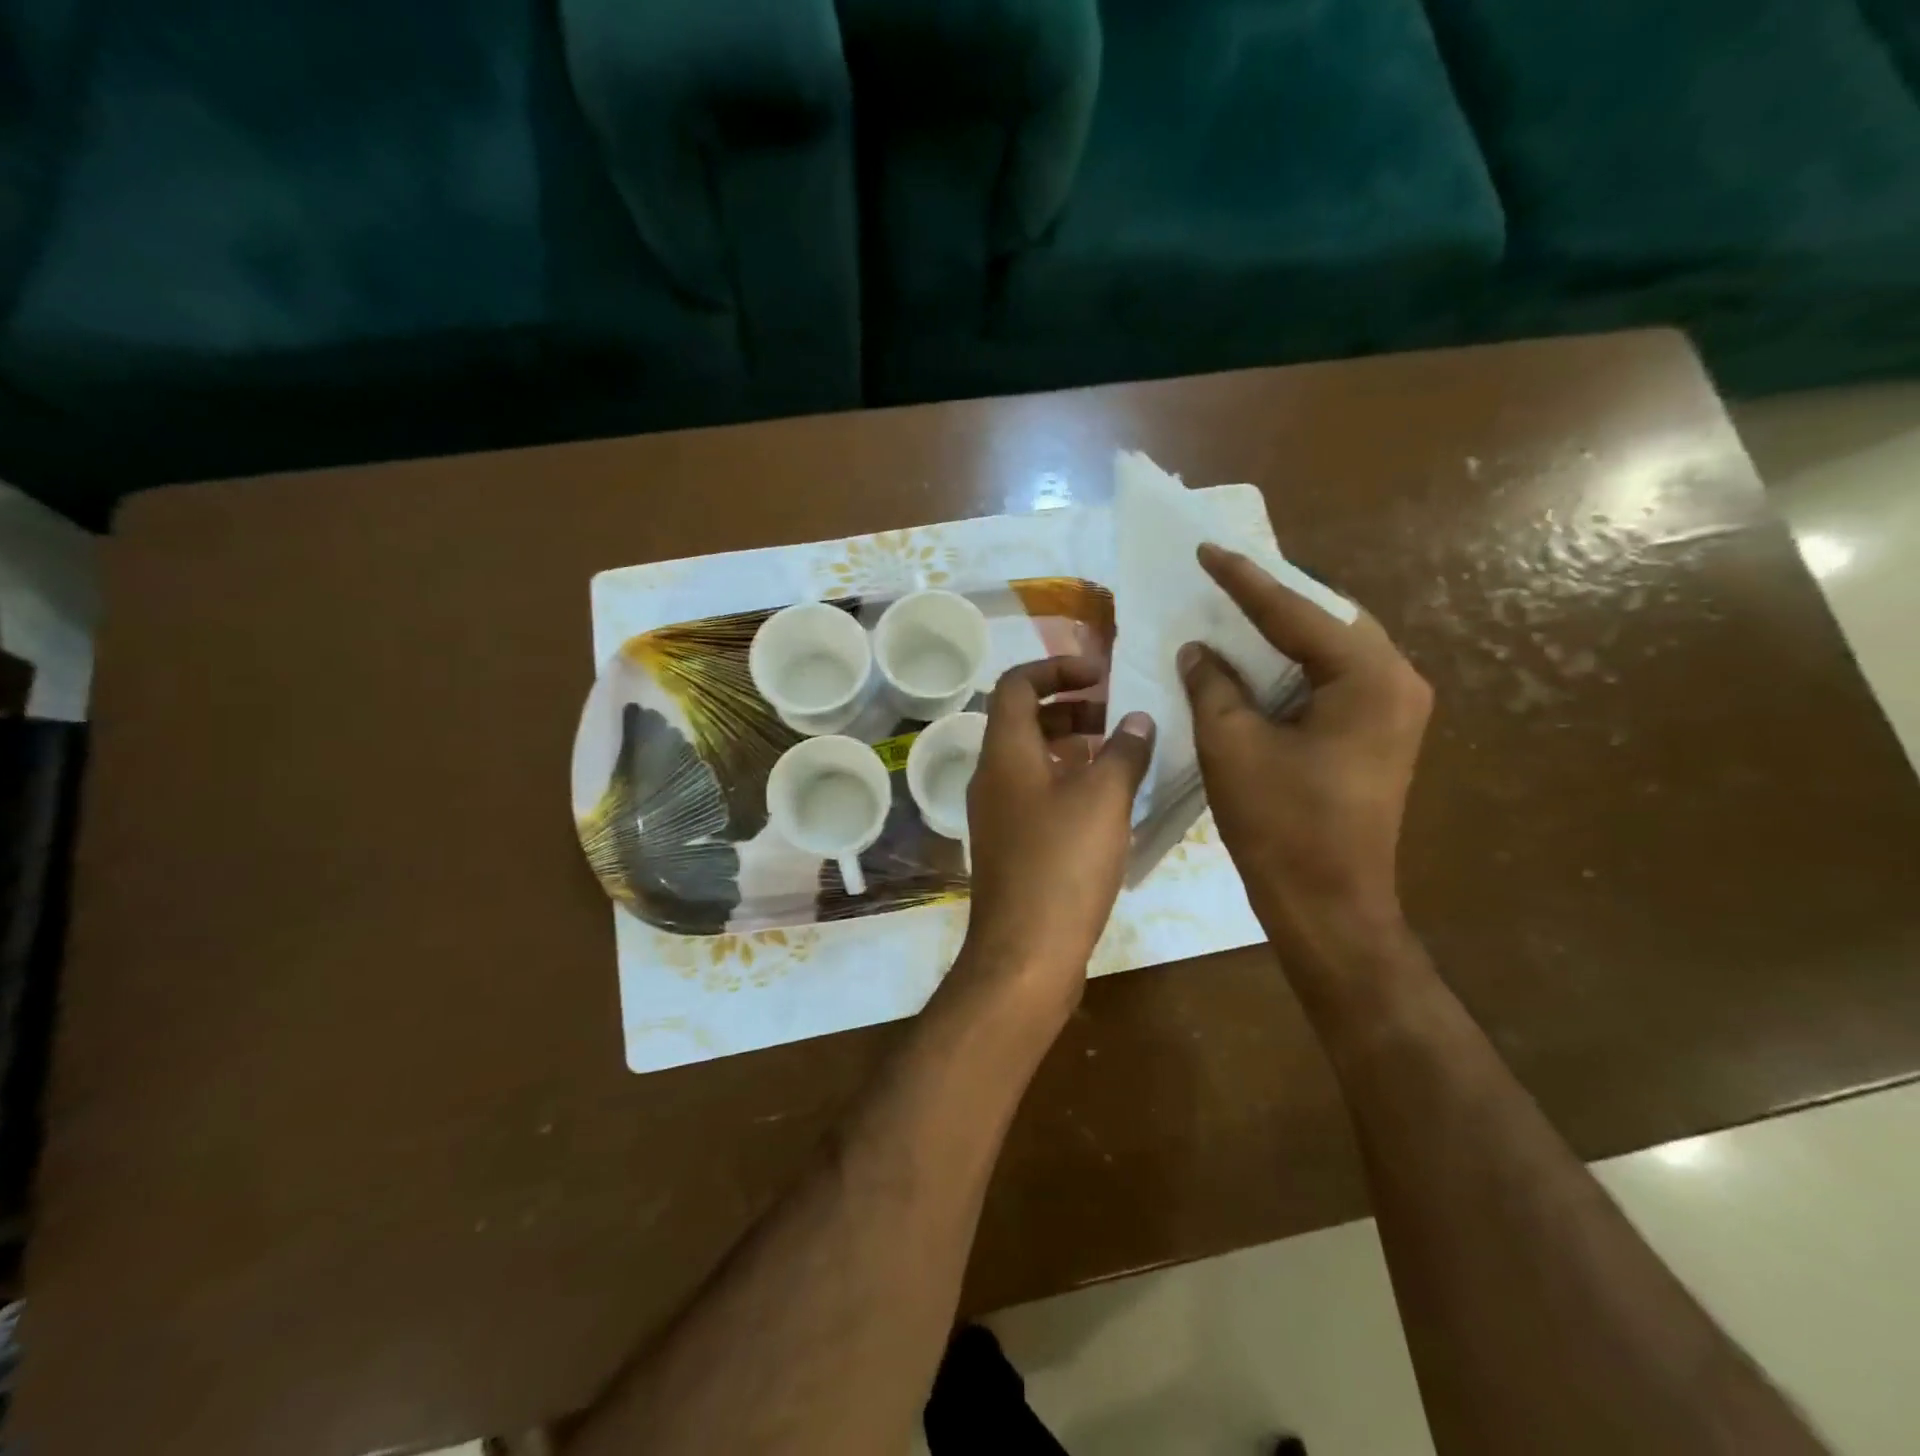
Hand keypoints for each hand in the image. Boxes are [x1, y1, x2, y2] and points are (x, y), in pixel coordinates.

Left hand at [956, 657, 1154, 1022]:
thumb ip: (1123, 752)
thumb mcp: (1104, 799)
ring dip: (1070, 746)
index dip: (1056, 667)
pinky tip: (1105, 802)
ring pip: (1031, 760)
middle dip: (1069, 707)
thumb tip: (1138, 720)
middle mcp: (991, 776)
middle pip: (1022, 720)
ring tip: (1118, 753)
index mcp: (1005, 752)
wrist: (1025, 952)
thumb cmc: (1063, 864)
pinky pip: (1035, 794)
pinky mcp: (1009, 845)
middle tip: (1115, 714)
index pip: (1016, 684)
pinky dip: (1066, 782)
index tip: (1100, 673)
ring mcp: (996, 813)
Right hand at [1180, 543, 1431, 974]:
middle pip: (1329, 620)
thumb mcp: (1232, 746)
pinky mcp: (1380, 736)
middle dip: (1275, 600)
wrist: (1328, 905)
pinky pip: (1335, 680)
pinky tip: (1259, 664)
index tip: (1207, 549)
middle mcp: (1397, 683)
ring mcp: (1396, 711)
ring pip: (1334, 649)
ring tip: (1236, 613)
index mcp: (1368, 678)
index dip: (1243, 581)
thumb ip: (1213, 685)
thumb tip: (1198, 649)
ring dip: (1286, 633)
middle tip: (1224, 582)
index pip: (1296, 613)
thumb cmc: (1280, 825)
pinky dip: (1295, 666)